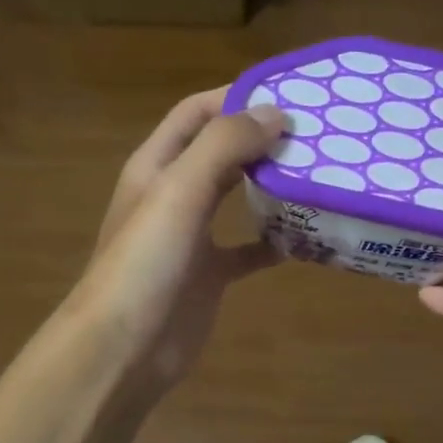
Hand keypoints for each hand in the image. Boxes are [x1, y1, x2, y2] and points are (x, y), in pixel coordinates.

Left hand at [71, 87, 287, 395]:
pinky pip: (247, 249)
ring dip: (271, 185)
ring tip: (318, 173)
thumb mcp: (180, 191)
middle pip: (221, 151)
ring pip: (237, 197)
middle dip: (261, 138)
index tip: (289, 93)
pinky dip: (274, 241)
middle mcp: (173, 194)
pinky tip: (307, 238)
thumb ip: (224, 145)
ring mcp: (191, 236)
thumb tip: (276, 113)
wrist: (123, 349)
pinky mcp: (209, 274)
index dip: (236, 96)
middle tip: (316, 133)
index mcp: (157, 165)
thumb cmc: (146, 262)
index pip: (197, 113)